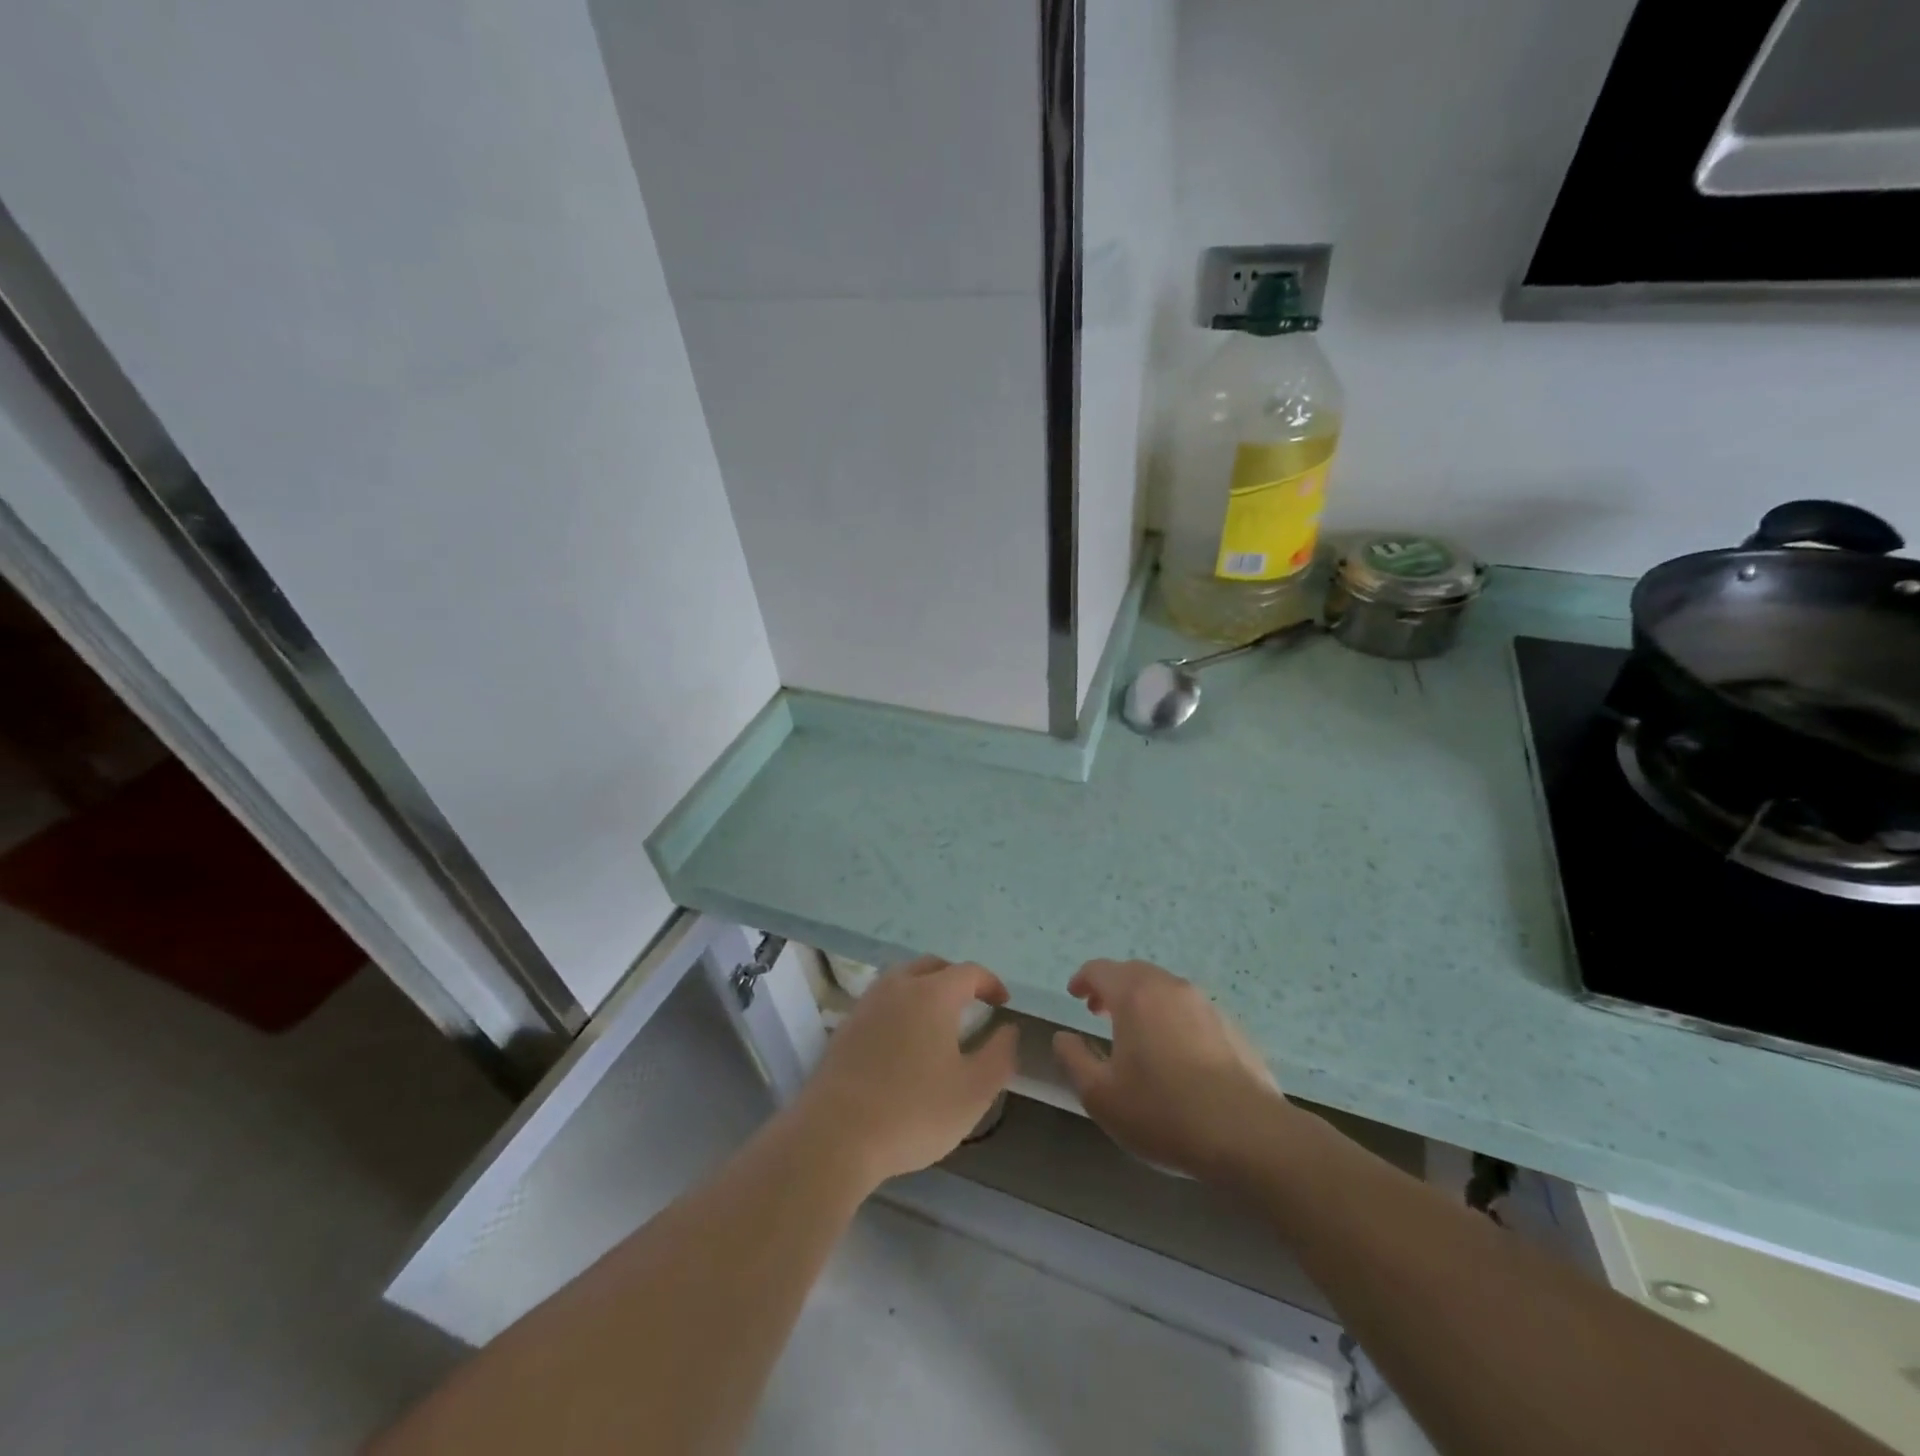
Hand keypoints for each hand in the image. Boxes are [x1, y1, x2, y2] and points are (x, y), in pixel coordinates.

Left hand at [793, 956, 1017, 1188]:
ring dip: (925, 989)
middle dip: (956, 979)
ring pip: (902, 979)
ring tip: (938, 1019)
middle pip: (932, 966)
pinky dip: (900, 1007)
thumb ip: (999, 1056)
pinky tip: (903, 1040)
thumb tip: (1009, 1030)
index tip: (1003, 1004)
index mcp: (932, 994)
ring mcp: (867, 1004)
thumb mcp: (973, 1092)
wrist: (835, 1134)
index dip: (990, 983)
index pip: (969, 972)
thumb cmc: (913, 1111)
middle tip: (972, 1004)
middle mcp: (898, 987)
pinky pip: (881, 1002)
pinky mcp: (846, 1027)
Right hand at [1053, 959, 1291, 1182]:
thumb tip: (1063, 1037)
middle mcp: (1171, 988)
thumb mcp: (1101, 1096)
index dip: (1083, 979)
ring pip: (1166, 989)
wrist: (1248, 1136)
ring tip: (1137, 1034)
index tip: (1075, 995)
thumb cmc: (1163, 1113)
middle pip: (1135, 972)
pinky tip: (1176, 1056)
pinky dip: (1173, 1019)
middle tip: (1100, 1012)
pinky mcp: (1233, 1028)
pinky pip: (1192, 1011)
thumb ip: (1074, 1060)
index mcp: (1135, 995)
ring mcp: (1206, 1005)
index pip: (1100, 970)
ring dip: (1144, 1002)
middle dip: (1113, 987)